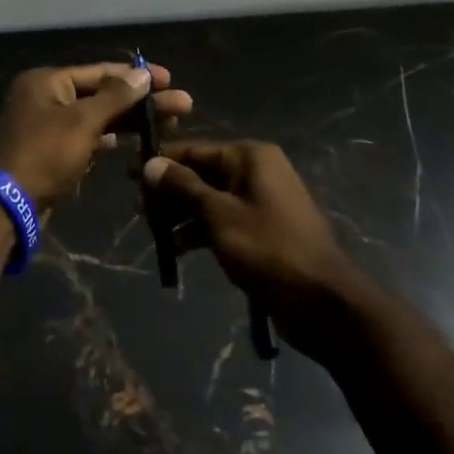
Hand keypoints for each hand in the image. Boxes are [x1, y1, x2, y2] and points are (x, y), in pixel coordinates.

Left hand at [0, 63, 192, 208]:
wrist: (5, 204)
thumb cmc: (44, 153)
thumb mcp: (82, 122)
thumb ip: (115, 97)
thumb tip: (143, 73)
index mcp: (47, 81)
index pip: (100, 72)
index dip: (137, 76)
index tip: (169, 79)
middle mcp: (45, 97)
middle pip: (101, 94)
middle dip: (140, 101)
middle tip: (182, 107)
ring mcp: (47, 125)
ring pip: (96, 117)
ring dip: (129, 120)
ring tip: (169, 125)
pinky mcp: (50, 152)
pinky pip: (86, 137)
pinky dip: (108, 138)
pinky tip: (134, 143)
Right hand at [139, 141, 364, 356]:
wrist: (325, 303)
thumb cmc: (269, 249)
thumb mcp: (218, 215)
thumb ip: (182, 187)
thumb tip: (150, 163)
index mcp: (249, 157)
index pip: (194, 150)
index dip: (160, 162)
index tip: (128, 174)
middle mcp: (256, 171)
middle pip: (200, 173)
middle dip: (169, 191)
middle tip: (138, 211)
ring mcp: (261, 201)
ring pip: (209, 198)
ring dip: (181, 213)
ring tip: (154, 232)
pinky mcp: (263, 230)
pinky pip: (223, 219)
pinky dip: (200, 230)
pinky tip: (178, 249)